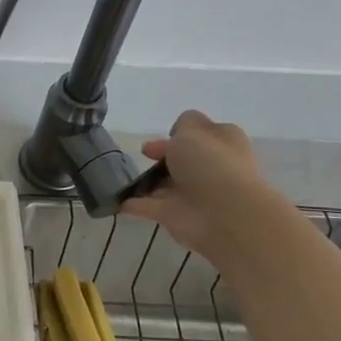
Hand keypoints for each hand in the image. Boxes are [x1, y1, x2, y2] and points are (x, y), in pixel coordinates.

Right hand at [121, 110, 283, 260]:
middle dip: (163, 156)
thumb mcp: (193, 130)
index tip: (167, 133)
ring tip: (121, 174)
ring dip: (148, 182)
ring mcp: (193, 194)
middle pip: (182, 159)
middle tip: (144, 153)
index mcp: (222, 144)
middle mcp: (210, 169)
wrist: (225, 215)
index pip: (202, 133)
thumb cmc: (211, 164)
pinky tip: (115, 198)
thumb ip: (183, 125)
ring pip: (166, 184)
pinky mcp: (175, 216)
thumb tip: (179, 136)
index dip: (183, 131)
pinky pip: (149, 206)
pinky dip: (134, 203)